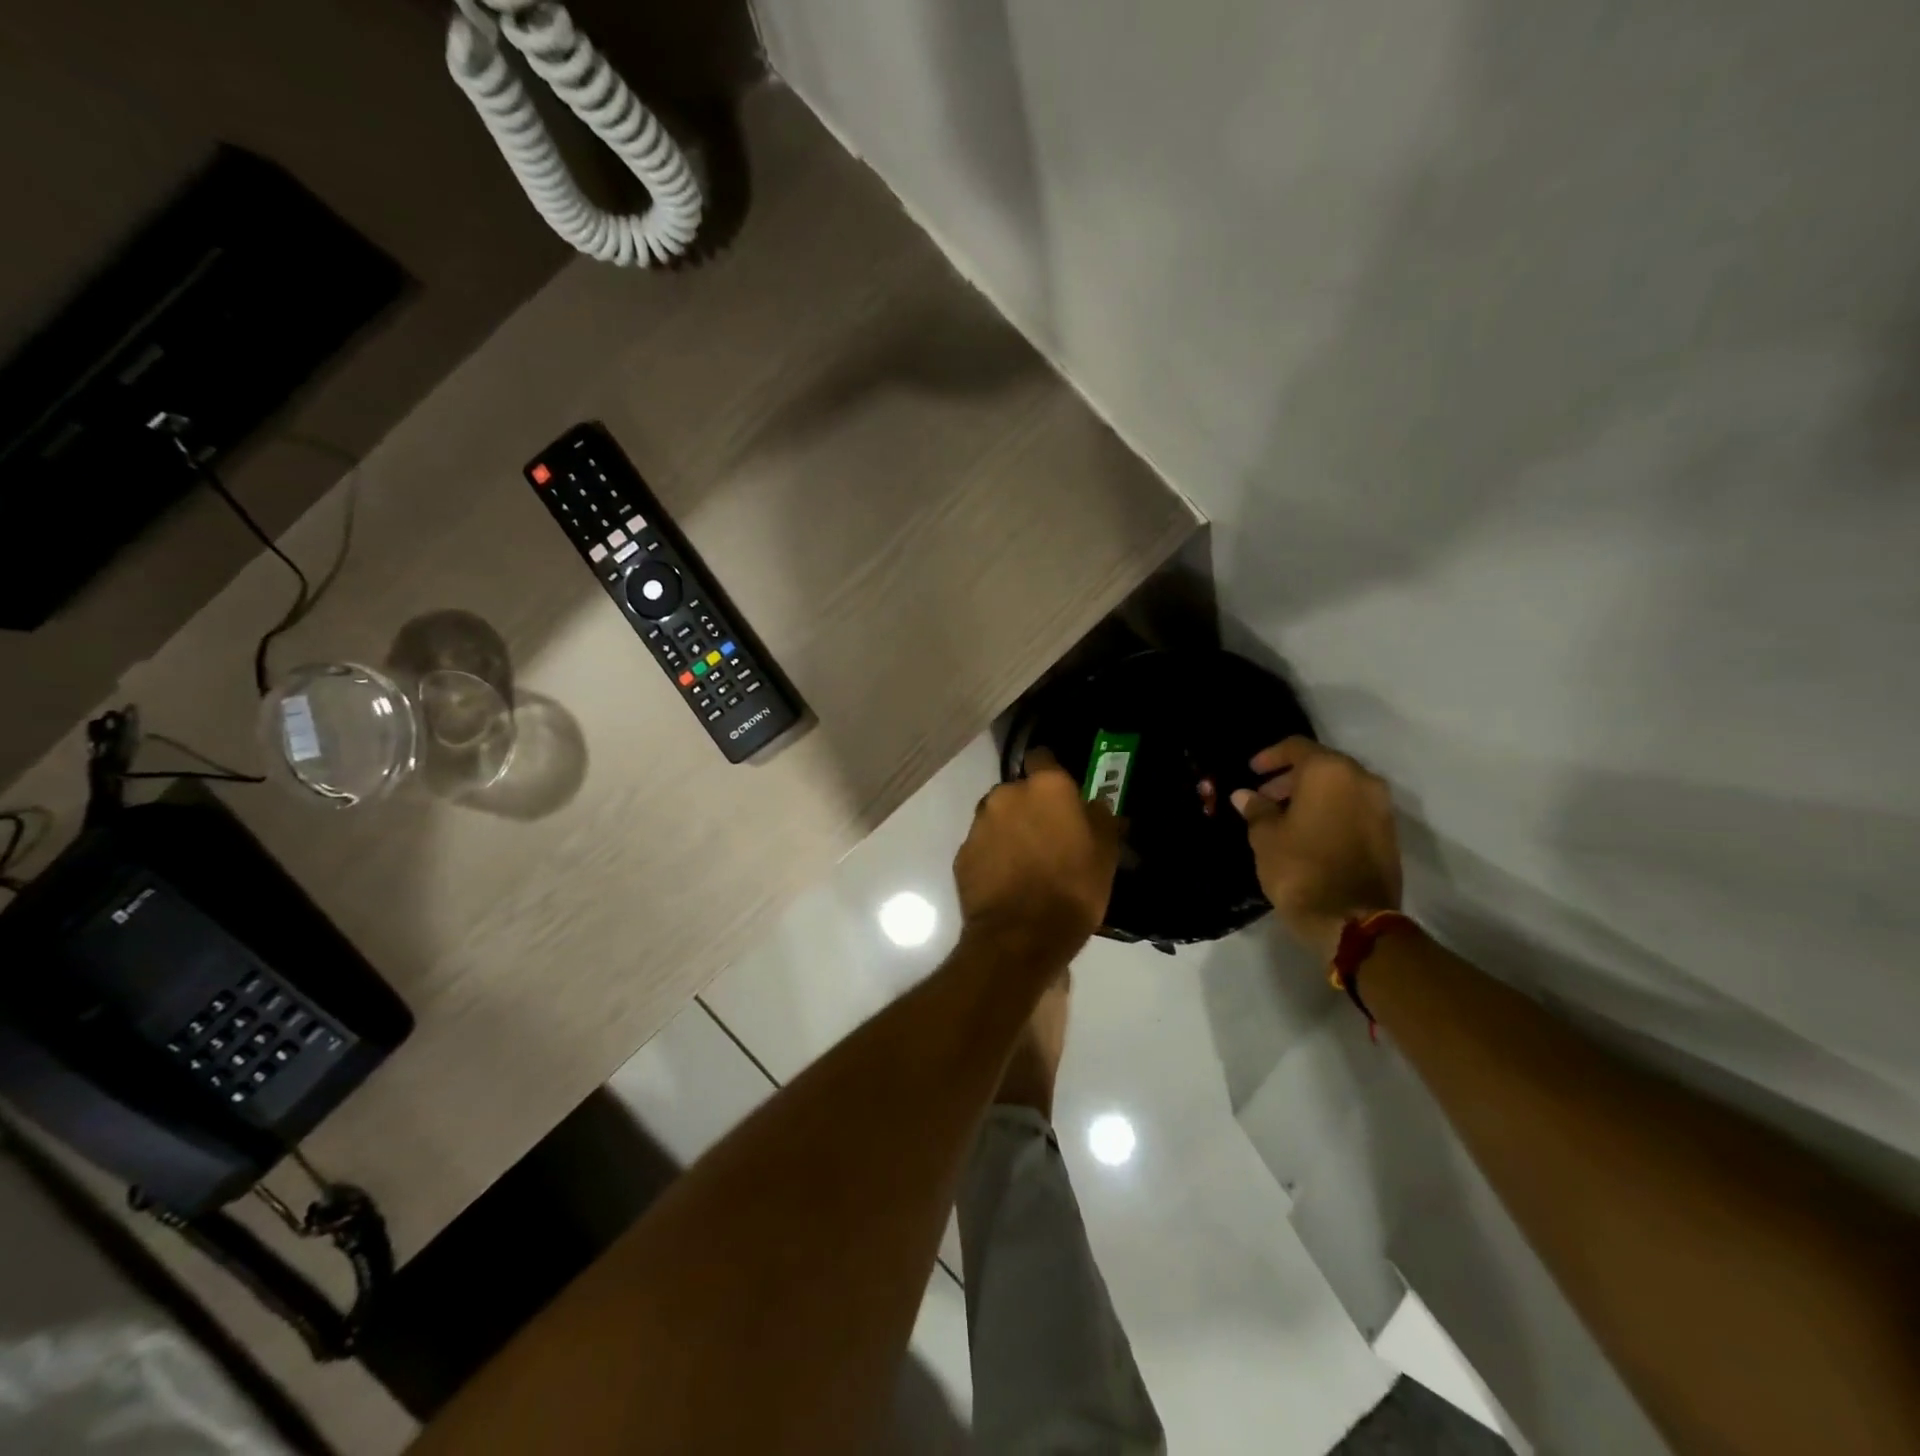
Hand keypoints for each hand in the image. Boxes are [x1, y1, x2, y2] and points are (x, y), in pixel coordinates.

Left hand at [955, 749, 1122, 956]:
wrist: (1021, 937)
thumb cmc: (1073, 889)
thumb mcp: (1106, 853)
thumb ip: (1100, 818)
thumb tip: (1093, 805)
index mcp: (1045, 787)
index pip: (1042, 757)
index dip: (1051, 773)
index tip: (1061, 795)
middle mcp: (1006, 795)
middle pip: (1017, 791)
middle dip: (1029, 807)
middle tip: (1047, 836)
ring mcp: (979, 824)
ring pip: (996, 817)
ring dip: (1009, 830)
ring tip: (1025, 862)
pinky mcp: (962, 854)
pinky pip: (982, 846)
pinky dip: (992, 856)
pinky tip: (1007, 880)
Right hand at [1232, 737, 1401, 961]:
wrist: (1351, 918)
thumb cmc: (1299, 867)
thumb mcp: (1265, 836)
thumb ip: (1257, 809)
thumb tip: (1245, 795)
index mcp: (1329, 771)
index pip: (1296, 747)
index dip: (1270, 756)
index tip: (1251, 770)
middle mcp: (1362, 780)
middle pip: (1321, 765)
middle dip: (1291, 778)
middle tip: (1265, 798)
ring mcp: (1380, 807)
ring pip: (1340, 788)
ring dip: (1312, 796)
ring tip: (1283, 818)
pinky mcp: (1388, 833)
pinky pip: (1353, 809)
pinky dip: (1331, 811)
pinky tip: (1308, 833)